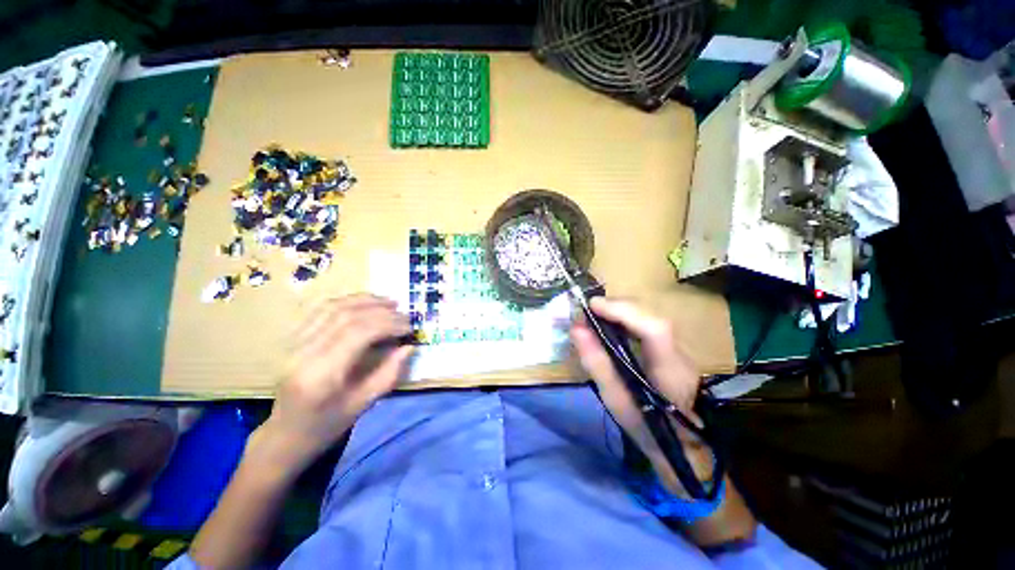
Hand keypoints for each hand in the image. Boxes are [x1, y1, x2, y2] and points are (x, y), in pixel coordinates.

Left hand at [255, 294, 414, 475]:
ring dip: (366, 301)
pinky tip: (366, 303)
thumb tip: (409, 346)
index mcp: (321, 375)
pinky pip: (322, 310)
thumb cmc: (327, 425)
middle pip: (347, 316)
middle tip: (405, 315)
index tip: (409, 327)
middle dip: (382, 311)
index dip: (388, 324)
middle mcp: (303, 353)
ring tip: (390, 302)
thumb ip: (389, 373)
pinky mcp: (293, 338)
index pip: (358, 333)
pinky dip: (348, 302)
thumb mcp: (364, 404)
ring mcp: (294, 343)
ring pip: (333, 307)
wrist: (285, 434)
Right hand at [570, 297, 708, 493]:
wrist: (681, 444)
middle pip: (650, 316)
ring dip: (620, 311)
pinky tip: (610, 323)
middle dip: (617, 307)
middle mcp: (678, 352)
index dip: (623, 311)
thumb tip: (576, 329)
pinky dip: (625, 318)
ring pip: (648, 316)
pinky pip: (646, 323)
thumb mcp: (615, 399)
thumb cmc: (645, 426)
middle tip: (588, 310)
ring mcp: (677, 348)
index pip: (654, 329)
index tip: (592, 305)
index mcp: (669, 369)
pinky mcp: (670, 348)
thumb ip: (597, 363)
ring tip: (595, 315)